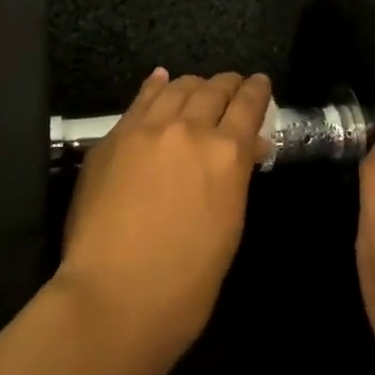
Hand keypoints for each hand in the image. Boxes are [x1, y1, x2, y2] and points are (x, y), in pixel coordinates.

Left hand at [53, 69, 271, 366]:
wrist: (114, 295)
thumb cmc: (185, 282)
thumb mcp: (228, 227)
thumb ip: (235, 179)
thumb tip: (246, 150)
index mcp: (227, 155)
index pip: (248, 106)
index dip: (256, 91)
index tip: (260, 82)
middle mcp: (190, 129)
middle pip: (213, 90)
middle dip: (227, 84)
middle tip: (233, 84)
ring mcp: (147, 129)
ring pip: (177, 88)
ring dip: (193, 84)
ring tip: (199, 85)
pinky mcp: (114, 137)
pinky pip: (140, 100)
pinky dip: (156, 86)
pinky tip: (161, 79)